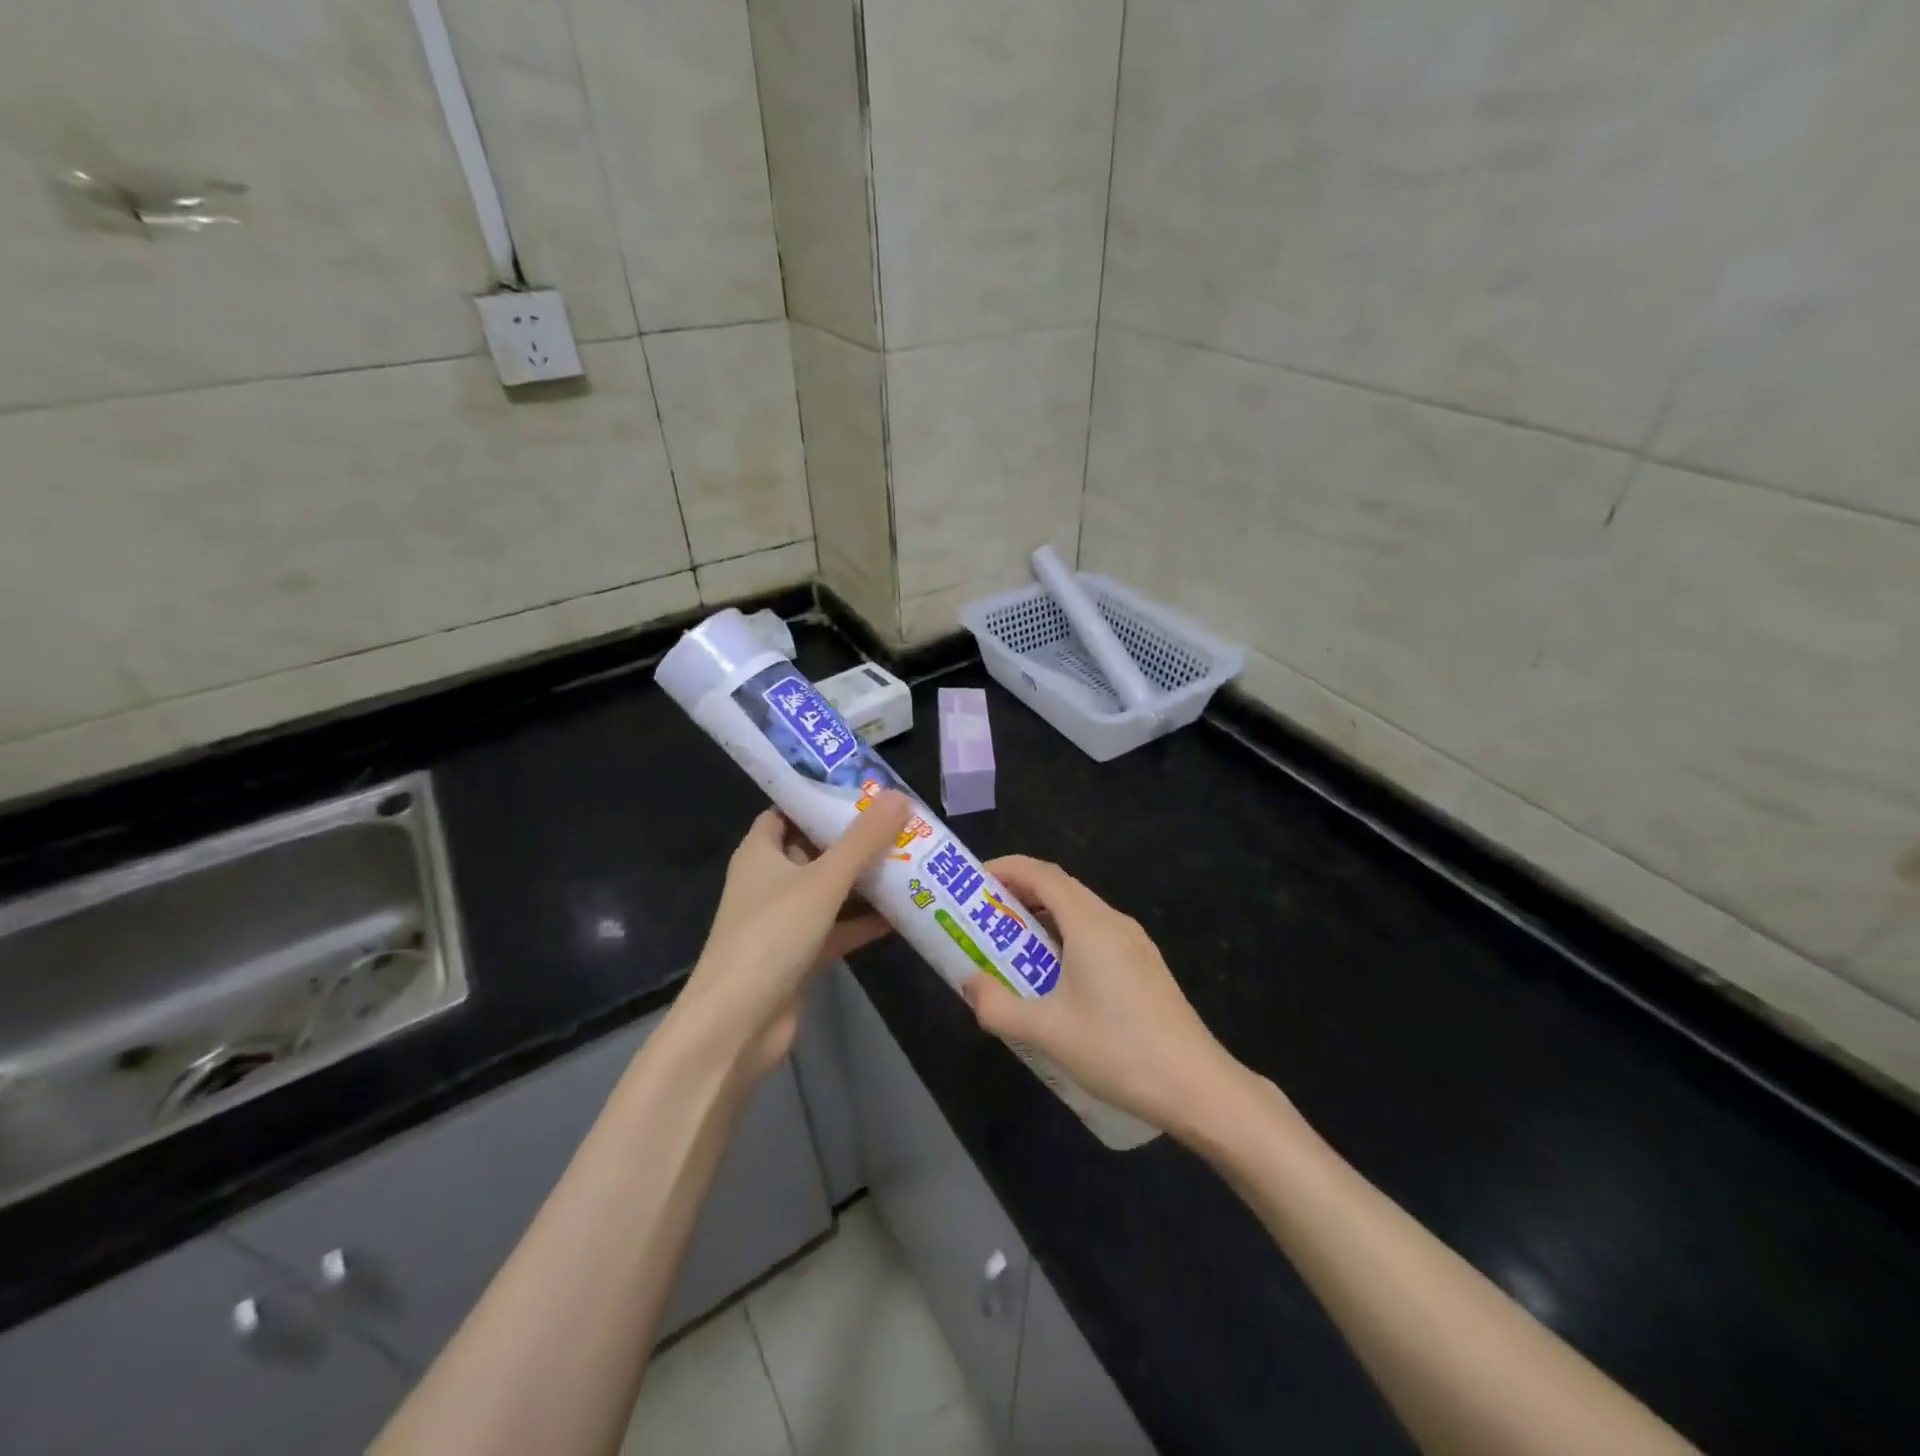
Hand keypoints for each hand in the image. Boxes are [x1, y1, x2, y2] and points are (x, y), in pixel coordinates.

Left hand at [675, 791, 913, 1081]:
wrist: (736, 1025)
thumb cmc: (771, 936)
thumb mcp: (822, 881)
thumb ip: (863, 840)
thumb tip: (899, 796)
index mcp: (761, 852)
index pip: (789, 810)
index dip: (821, 797)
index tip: (863, 788)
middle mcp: (769, 881)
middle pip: (816, 849)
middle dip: (855, 838)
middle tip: (900, 823)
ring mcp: (784, 921)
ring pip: (830, 890)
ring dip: (865, 881)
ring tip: (911, 861)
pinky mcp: (799, 955)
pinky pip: (837, 928)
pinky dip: (863, 922)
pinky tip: (903, 914)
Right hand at [960, 855, 1246, 1140]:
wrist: (1196, 1087)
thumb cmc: (1117, 1050)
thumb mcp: (1046, 1031)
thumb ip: (998, 1006)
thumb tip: (970, 985)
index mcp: (1090, 924)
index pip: (1042, 874)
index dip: (1007, 868)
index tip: (975, 880)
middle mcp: (1114, 922)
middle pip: (1062, 888)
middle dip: (1020, 893)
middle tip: (985, 916)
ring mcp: (1136, 944)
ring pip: (1082, 912)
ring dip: (1044, 917)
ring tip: (1013, 946)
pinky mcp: (1146, 967)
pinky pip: (1098, 934)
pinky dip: (1067, 937)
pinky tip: (1056, 976)